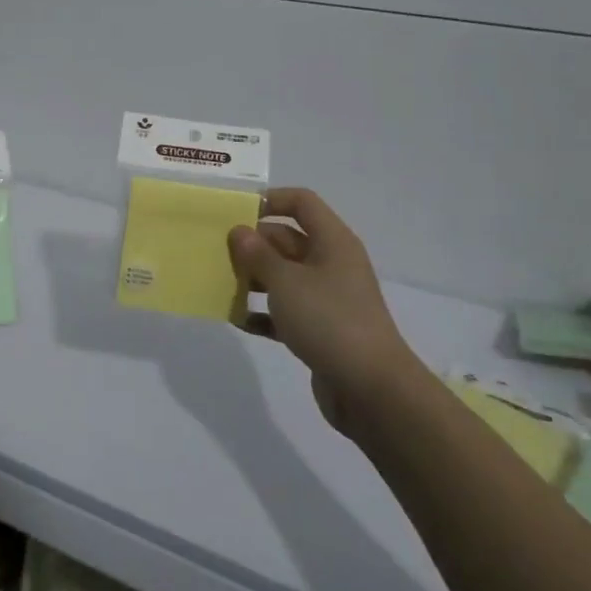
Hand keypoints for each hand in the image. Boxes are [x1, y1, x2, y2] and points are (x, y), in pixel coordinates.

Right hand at [227, 188, 416, 435]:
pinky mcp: (321, 329)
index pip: (301, 202)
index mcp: (332, 241)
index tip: (236, 212)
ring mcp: (327, 298)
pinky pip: (286, 311)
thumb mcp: (286, 282)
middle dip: (253, 244)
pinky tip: (237, 319)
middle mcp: (331, 263)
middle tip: (217, 252)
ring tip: (221, 283)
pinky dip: (263, 312)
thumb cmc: (329, 320)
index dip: (270, 200)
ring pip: (284, 276)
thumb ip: (258, 254)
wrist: (372, 390)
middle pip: (288, 239)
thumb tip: (240, 231)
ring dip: (254, 278)